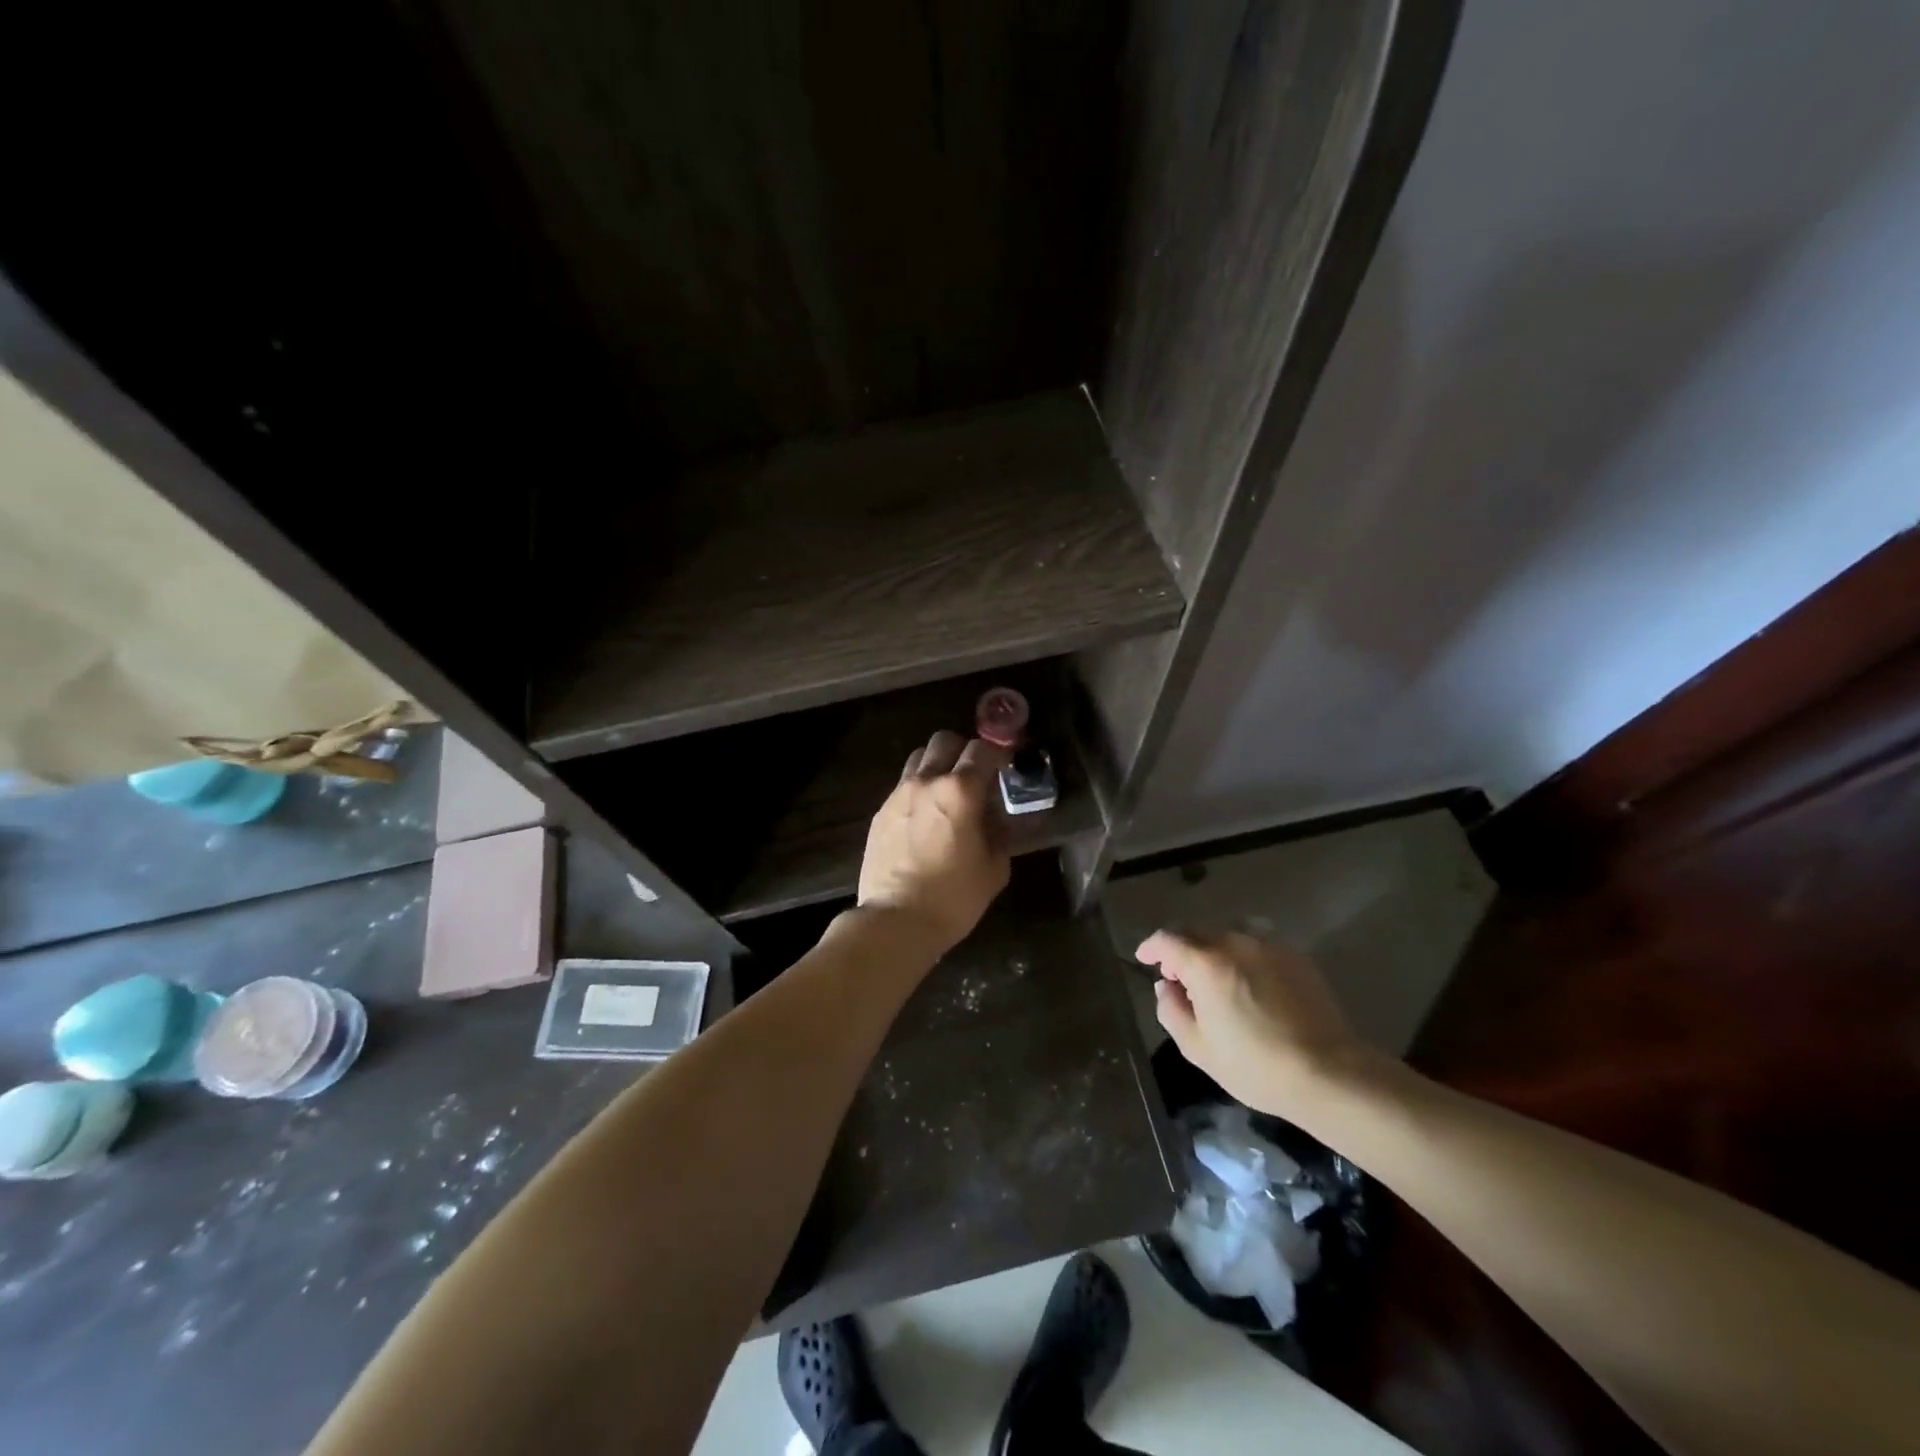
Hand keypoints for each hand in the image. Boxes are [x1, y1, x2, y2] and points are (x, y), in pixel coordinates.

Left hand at [857, 730, 1010, 953]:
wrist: (895, 921)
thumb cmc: (953, 898)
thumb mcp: (994, 869)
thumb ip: (999, 833)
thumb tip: (996, 818)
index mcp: (960, 791)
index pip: (982, 750)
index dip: (997, 754)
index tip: (1005, 766)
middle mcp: (926, 782)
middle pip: (944, 740)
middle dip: (963, 751)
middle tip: (974, 775)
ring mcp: (898, 795)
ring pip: (918, 757)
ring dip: (936, 765)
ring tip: (946, 792)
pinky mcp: (880, 813)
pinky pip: (902, 786)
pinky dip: (918, 789)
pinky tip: (924, 817)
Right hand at [1136, 930, 1376, 1117]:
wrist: (1329, 1072)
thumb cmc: (1255, 1065)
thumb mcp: (1198, 1048)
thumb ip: (1171, 1010)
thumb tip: (1167, 987)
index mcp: (1206, 962)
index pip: (1167, 939)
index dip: (1151, 947)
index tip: (1145, 959)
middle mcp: (1235, 942)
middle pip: (1197, 933)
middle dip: (1181, 950)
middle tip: (1178, 977)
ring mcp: (1269, 946)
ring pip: (1228, 936)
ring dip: (1213, 951)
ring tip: (1214, 978)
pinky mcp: (1296, 957)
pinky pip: (1257, 946)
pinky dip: (1242, 957)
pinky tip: (1248, 984)